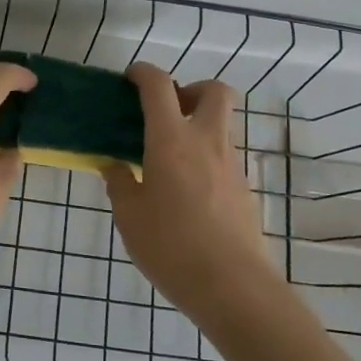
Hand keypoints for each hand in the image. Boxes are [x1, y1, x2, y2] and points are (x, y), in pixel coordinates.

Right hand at [105, 64, 277, 319]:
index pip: (159, 86)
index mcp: (171, 140)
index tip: (130, 78)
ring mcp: (231, 165)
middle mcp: (207, 141)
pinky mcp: (244, 189)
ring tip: (168, 158)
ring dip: (198, 126)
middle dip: (191, 90)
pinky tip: (185, 191)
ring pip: (221, 125)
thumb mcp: (129, 216)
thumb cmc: (171, 246)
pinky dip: (205, 158)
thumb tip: (116, 166)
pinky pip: (224, 157)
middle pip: (214, 91)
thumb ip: (120, 184)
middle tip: (167, 112)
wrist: (232, 287)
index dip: (143, 73)